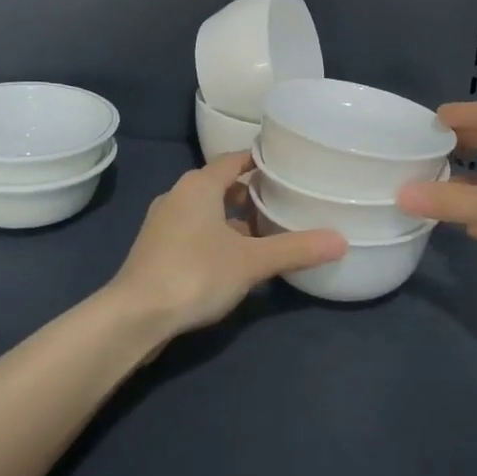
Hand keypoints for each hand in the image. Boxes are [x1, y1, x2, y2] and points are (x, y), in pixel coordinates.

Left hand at [104, 154, 345, 341]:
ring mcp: (163, 223)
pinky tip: (233, 261)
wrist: (135, 315)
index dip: (260, 161)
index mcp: (198, 185)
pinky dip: (215, 237)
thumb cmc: (194, 274)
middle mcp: (178, 195)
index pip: (234, 160)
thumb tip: (341, 240)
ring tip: (264, 235)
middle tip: (283, 204)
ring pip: (206, 211)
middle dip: (250, 194)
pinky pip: (194, 231)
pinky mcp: (156, 249)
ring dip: (233, 219)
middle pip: (220, 185)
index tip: (287, 168)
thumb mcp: (251, 261)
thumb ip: (295, 249)